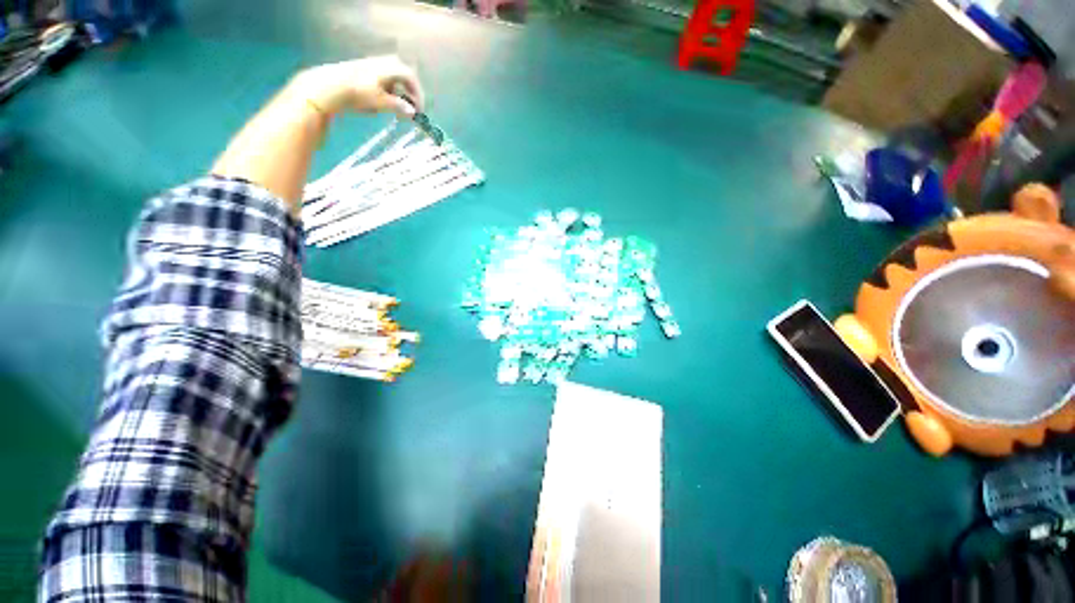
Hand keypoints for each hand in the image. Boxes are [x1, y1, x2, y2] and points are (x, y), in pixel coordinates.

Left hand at [292, 55, 424, 118]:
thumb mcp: (382, 102)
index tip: (419, 112)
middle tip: (410, 112)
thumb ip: (399, 107)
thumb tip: (413, 113)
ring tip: (396, 111)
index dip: (419, 96)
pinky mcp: (366, 71)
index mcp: (392, 67)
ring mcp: (375, 65)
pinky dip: (389, 93)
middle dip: (409, 96)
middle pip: (405, 79)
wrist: (330, 86)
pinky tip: (383, 104)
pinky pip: (385, 81)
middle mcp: (385, 63)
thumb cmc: (359, 93)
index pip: (412, 80)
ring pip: (394, 81)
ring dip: (399, 96)